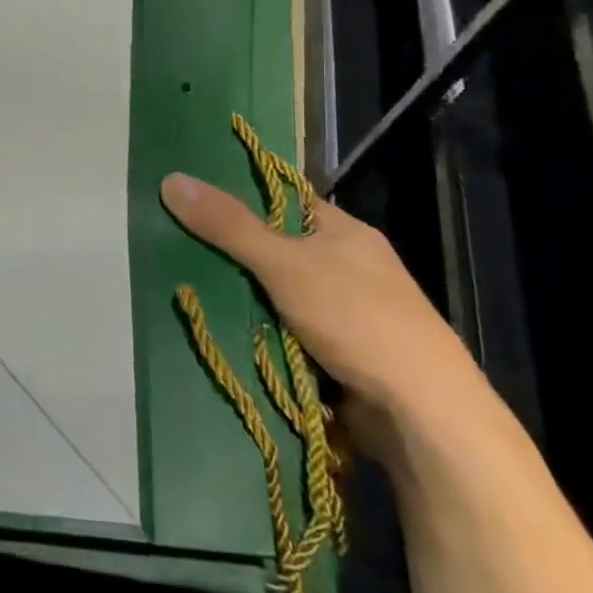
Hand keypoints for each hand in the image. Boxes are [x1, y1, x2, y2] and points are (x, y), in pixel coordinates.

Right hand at [160, 172, 473, 418]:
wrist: (422, 413)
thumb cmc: (357, 319)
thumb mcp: (285, 263)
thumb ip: (229, 225)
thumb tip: (171, 178)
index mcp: (343, 231)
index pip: (283, 201)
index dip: (240, 198)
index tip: (192, 202)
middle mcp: (347, 266)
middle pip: (276, 249)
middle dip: (233, 256)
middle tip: (177, 249)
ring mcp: (347, 313)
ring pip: (278, 294)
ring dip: (244, 300)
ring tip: (187, 290)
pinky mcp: (340, 354)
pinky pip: (287, 332)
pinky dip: (261, 334)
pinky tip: (223, 332)